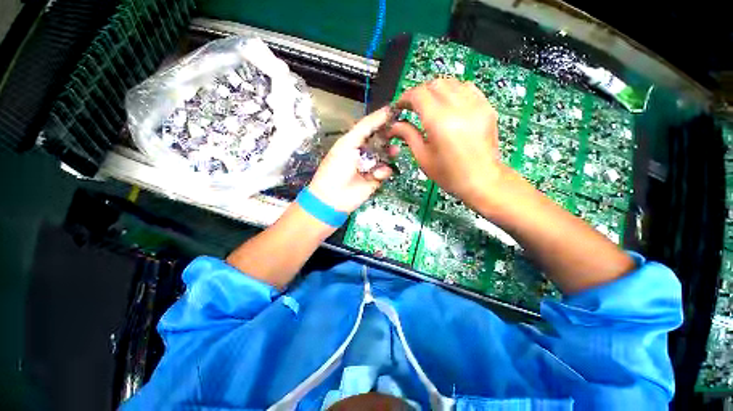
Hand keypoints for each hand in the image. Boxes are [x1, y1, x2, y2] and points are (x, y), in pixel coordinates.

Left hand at [308, 107, 396, 212]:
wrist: (334, 196)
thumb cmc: (337, 167)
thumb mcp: (347, 143)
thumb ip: (365, 127)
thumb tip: (384, 111)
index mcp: (354, 141)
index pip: (370, 127)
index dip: (381, 119)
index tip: (396, 111)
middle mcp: (364, 152)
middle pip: (381, 140)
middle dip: (389, 137)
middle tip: (400, 132)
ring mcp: (371, 165)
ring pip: (386, 155)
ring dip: (390, 153)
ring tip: (394, 151)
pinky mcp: (376, 179)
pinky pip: (385, 171)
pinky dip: (383, 171)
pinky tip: (376, 174)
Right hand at [391, 78, 505, 204]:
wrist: (482, 180)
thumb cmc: (449, 174)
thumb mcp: (423, 157)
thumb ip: (408, 135)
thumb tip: (394, 125)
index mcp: (440, 122)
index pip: (419, 94)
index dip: (405, 97)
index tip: (400, 107)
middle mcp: (459, 108)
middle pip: (435, 84)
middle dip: (420, 93)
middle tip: (413, 108)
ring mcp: (476, 105)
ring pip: (451, 82)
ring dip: (436, 91)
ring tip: (430, 106)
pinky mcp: (486, 107)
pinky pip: (467, 88)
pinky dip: (453, 92)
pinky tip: (449, 106)